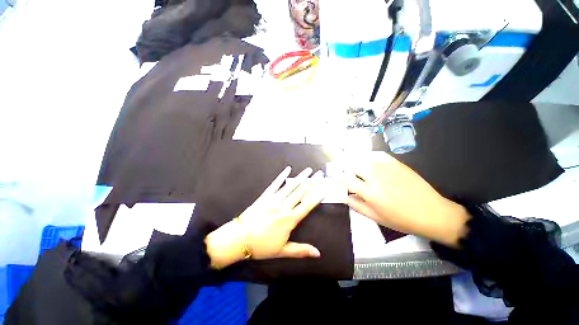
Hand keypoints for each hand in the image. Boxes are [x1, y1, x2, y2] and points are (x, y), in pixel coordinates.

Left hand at [205, 167, 324, 268]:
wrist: (239, 239)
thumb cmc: (261, 246)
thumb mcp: (282, 251)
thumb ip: (301, 250)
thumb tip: (318, 253)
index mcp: (289, 219)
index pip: (307, 205)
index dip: (317, 196)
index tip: (324, 188)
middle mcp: (284, 207)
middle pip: (301, 192)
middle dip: (312, 182)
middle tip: (319, 173)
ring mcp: (274, 200)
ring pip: (290, 186)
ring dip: (300, 177)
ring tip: (308, 170)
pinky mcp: (265, 196)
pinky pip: (275, 184)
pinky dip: (282, 176)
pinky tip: (287, 169)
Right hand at [340, 152, 468, 246]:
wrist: (432, 213)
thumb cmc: (402, 219)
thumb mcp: (376, 217)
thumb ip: (357, 205)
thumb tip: (343, 196)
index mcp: (370, 192)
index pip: (346, 179)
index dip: (339, 178)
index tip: (337, 179)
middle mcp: (376, 177)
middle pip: (353, 165)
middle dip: (348, 169)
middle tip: (349, 174)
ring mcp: (387, 168)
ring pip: (364, 159)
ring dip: (358, 163)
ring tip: (359, 169)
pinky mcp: (397, 163)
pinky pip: (378, 155)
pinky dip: (370, 158)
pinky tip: (371, 163)